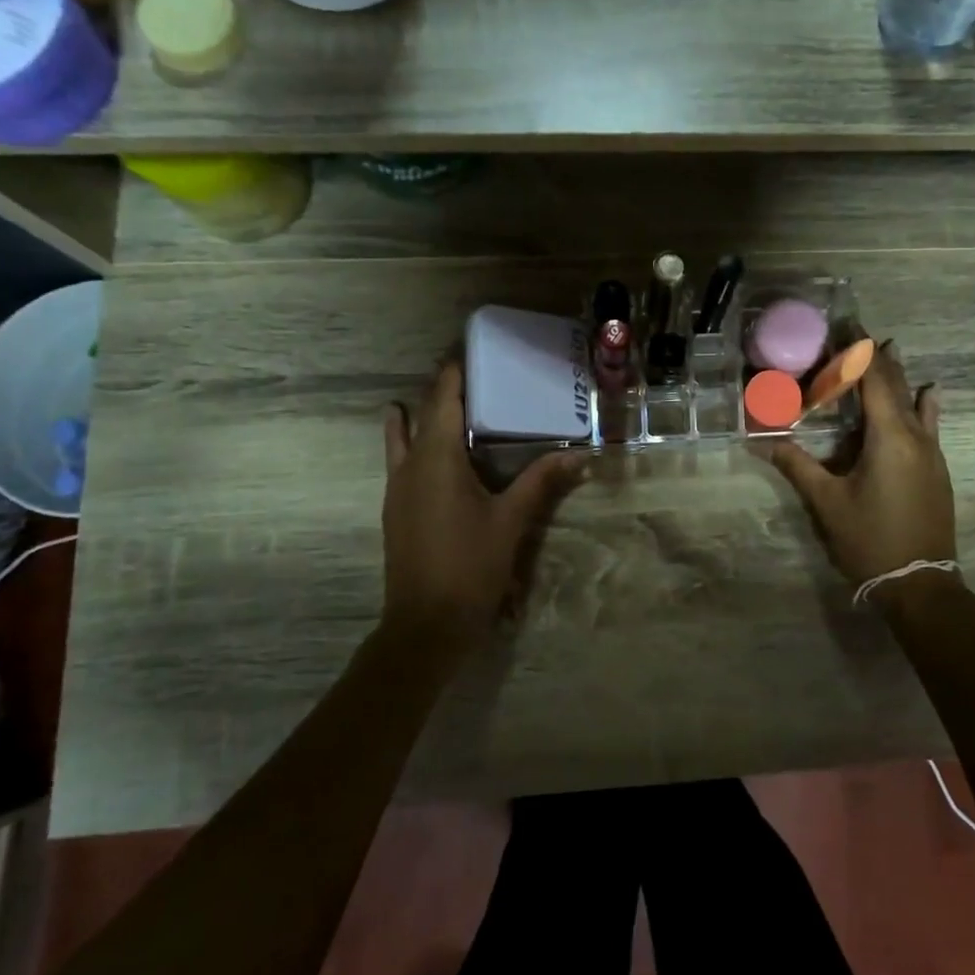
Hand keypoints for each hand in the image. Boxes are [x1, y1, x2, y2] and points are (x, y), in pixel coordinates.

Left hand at [380, 362, 585, 641]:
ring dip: (415, 418)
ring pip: (401, 441)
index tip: (466, 350)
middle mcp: (410, 466)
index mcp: (437, 459)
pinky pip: (401, 464)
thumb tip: (579, 456)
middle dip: (437, 392)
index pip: (441, 400)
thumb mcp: (512, 521)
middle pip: (418, 415)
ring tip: (430, 403)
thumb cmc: (470, 565)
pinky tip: (430, 457)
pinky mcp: (396, 512)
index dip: (452, 373)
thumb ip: (541, 482)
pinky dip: (412, 446)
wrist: (426, 624)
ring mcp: (397, 490)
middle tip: (463, 373)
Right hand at [768, 344, 955, 590]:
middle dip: (876, 358)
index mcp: (889, 437)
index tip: (846, 326)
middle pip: (896, 385)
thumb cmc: (870, 540)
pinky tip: (929, 393)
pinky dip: (922, 403)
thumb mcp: (827, 503)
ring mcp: (931, 453)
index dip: (859, 351)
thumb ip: (797, 466)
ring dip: (899, 376)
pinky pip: (928, 424)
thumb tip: (762, 441)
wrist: (920, 584)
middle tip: (856, 334)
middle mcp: (916, 436)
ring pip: (915, 402)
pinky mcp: (936, 469)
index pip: (874, 380)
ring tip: (890, 349)